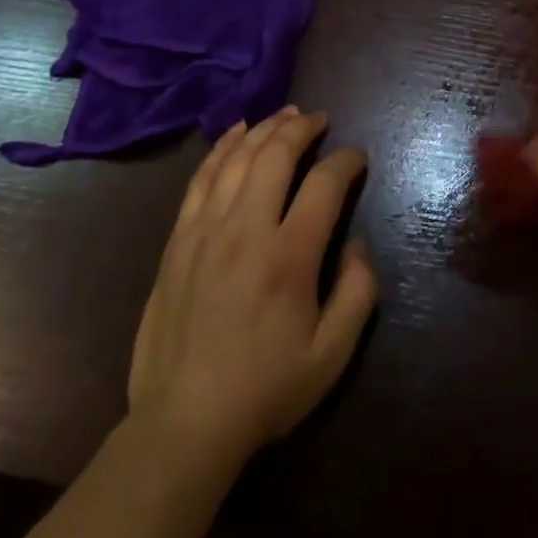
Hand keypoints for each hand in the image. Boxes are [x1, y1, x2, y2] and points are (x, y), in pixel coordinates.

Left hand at [129, 107, 376, 466]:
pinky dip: (221, 147)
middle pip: (277, 154)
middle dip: (303, 127)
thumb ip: (358, 293)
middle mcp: (247, 229)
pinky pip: (202, 177)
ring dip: (266, 128)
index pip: (324, 184)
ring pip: (239, 158)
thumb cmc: (265, 390)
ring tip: (286, 114)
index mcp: (290, 257)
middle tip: (320, 119)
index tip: (357, 158)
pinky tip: (237, 131)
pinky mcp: (179, 239)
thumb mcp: (332, 355)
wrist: (183, 422)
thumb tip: (358, 244)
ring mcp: (206, 230)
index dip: (346, 161)